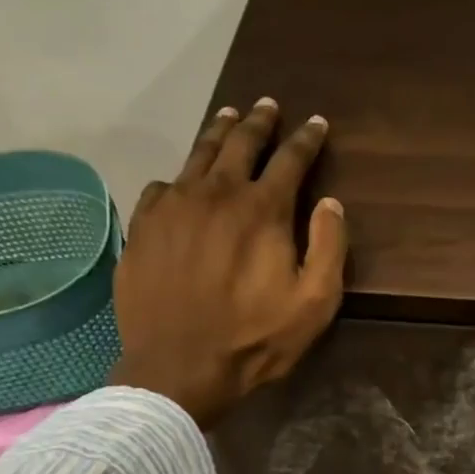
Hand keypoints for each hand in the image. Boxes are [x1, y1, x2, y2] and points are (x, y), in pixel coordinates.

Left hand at [109, 98, 347, 426]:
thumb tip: (330, 203)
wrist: (179, 367)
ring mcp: (174, 206)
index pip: (291, 160)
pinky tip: (182, 182)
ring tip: (227, 117)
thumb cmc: (255, 340)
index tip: (316, 123)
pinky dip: (180, 178)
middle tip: (267, 106)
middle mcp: (217, 193)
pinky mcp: (144, 226)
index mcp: (263, 210)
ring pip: (198, 155)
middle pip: (240, 143)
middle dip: (259, 122)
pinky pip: (163, 186)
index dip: (306, 139)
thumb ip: (329, 248)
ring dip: (218, 133)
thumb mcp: (314, 304)